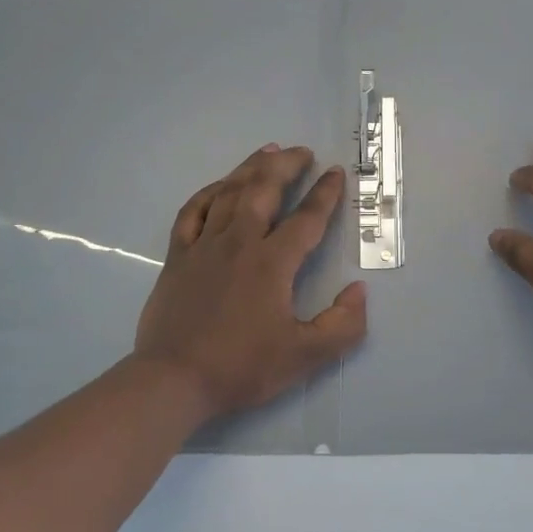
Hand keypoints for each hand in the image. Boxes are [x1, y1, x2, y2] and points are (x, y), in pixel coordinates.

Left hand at [135, 143, 367, 421]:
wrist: (173, 380)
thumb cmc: (241, 367)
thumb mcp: (305, 357)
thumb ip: (342, 325)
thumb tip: (359, 290)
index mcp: (272, 263)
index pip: (306, 218)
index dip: (325, 193)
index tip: (335, 172)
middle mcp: (239, 242)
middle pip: (264, 190)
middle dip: (286, 166)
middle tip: (302, 152)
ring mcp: (204, 246)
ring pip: (229, 193)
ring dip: (251, 168)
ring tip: (267, 150)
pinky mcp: (177, 256)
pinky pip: (193, 211)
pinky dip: (209, 192)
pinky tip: (220, 186)